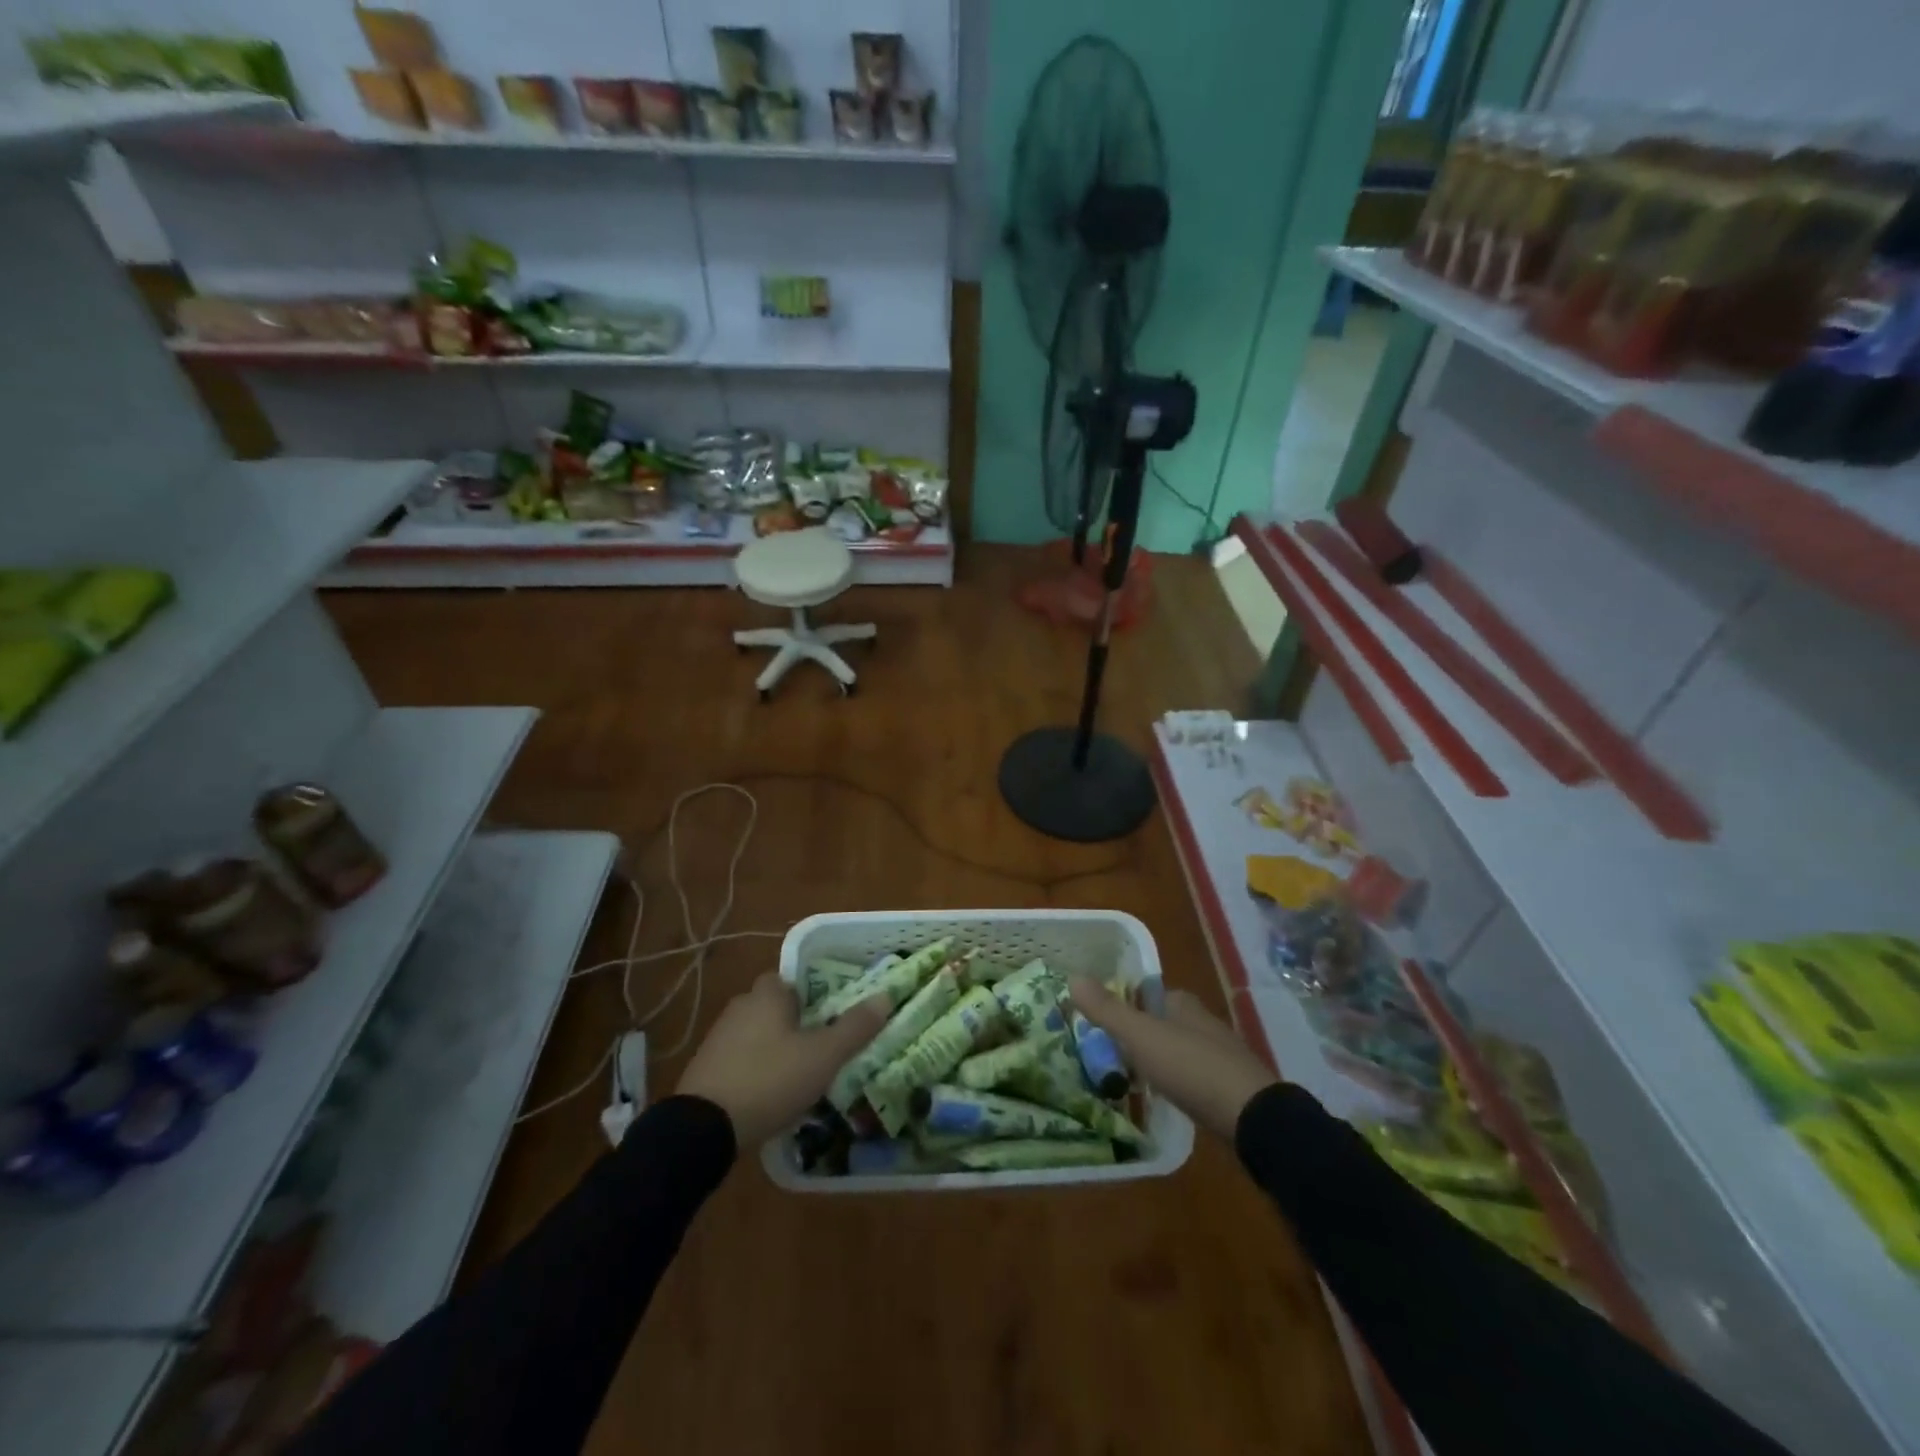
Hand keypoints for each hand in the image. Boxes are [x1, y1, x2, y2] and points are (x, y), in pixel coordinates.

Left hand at [677, 973, 888, 1146]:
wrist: (703, 1129)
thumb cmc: (770, 1080)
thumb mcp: (823, 1056)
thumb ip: (855, 1027)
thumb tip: (886, 996)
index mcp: (767, 995)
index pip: (792, 979)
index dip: (813, 994)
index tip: (831, 1014)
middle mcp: (740, 1006)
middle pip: (774, 1006)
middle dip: (795, 1022)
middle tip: (821, 1046)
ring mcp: (718, 1038)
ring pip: (757, 1033)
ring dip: (775, 1048)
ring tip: (800, 1074)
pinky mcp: (705, 1069)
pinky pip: (740, 1059)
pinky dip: (756, 1069)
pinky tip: (770, 1093)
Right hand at [1069, 978, 1276, 1140]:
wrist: (1252, 1117)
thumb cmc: (1191, 1067)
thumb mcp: (1141, 1036)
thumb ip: (1107, 1010)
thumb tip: (1072, 977)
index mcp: (1183, 1004)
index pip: (1150, 993)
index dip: (1127, 1002)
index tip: (1103, 1020)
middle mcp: (1203, 1022)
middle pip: (1164, 1021)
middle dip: (1141, 1033)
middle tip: (1110, 1051)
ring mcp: (1220, 1055)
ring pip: (1179, 1049)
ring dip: (1158, 1059)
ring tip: (1130, 1076)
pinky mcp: (1230, 1088)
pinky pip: (1193, 1077)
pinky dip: (1176, 1082)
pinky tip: (1165, 1097)